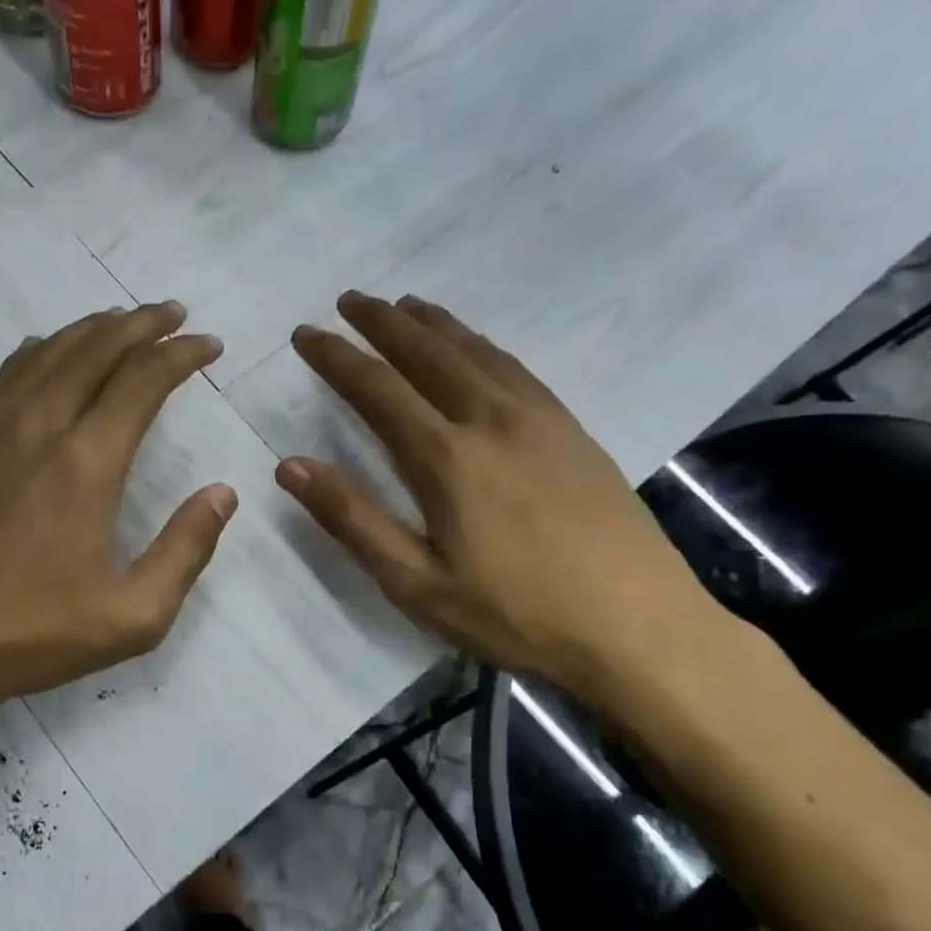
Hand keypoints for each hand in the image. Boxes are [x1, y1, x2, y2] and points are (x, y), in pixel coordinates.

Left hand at [0, 302, 235, 722]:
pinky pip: (7, 376)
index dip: (180, 355)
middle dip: (140, 324)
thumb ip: (185, 551)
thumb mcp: (132, 616)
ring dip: (90, 330)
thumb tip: (221, 494)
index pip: (141, 381)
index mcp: (84, 463)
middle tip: (173, 314)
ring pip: (46, 354)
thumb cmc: (31, 634)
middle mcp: (36, 428)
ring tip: (121, 322)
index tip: (208, 344)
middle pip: (93, 349)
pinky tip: (48, 355)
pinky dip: (42, 352)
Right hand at [279, 292, 717, 700]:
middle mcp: (492, 421)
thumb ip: (352, 519)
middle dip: (382, 323)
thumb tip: (290, 465)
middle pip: (429, 354)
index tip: (306, 335)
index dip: (336, 358)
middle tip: (349, 300)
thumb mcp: (416, 583)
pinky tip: (476, 348)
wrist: (640, 629)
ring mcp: (541, 421)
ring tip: (405, 306)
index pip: (377, 389)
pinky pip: (516, 369)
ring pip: (477, 352)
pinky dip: (483, 345)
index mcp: (447, 458)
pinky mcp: (573, 432)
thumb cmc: (515, 615)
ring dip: (434, 325)